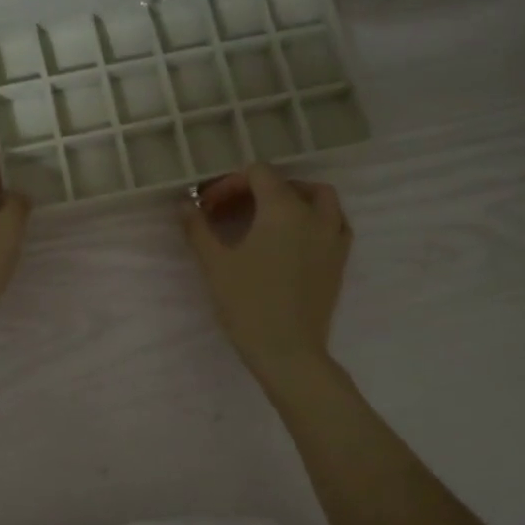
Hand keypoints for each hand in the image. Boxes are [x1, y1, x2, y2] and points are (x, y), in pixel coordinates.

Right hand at [183, 165, 351, 387]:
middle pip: (287, 183)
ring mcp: (332, 237)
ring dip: (294, 197)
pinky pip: (335, 223)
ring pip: (321, 198)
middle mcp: (313, 215)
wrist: (288, 351)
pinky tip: (295, 237)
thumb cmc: (247, 304)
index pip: (257, 174)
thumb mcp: (215, 263)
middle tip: (233, 210)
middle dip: (258, 189)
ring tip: (268, 216)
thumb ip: (198, 227)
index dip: (230, 183)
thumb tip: (185, 204)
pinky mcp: (340, 259)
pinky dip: (316, 218)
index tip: (210, 206)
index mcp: (282, 209)